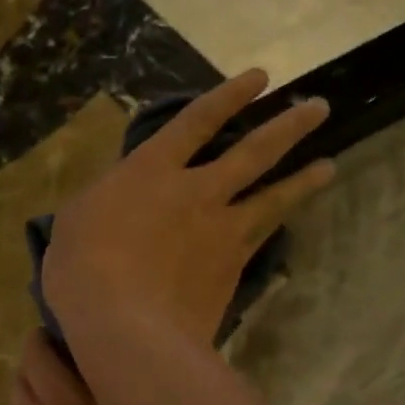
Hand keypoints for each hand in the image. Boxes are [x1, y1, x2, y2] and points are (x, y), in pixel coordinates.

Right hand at [43, 69, 335, 346]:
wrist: (126, 326)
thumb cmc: (83, 269)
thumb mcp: (76, 222)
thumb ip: (105, 201)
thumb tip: (115, 199)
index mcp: (151, 170)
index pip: (197, 121)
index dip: (229, 97)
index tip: (260, 78)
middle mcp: (196, 192)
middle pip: (253, 152)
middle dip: (288, 126)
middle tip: (319, 109)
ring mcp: (221, 232)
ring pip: (272, 197)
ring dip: (303, 179)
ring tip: (329, 166)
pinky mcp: (232, 270)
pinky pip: (261, 240)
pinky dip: (277, 227)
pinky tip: (288, 224)